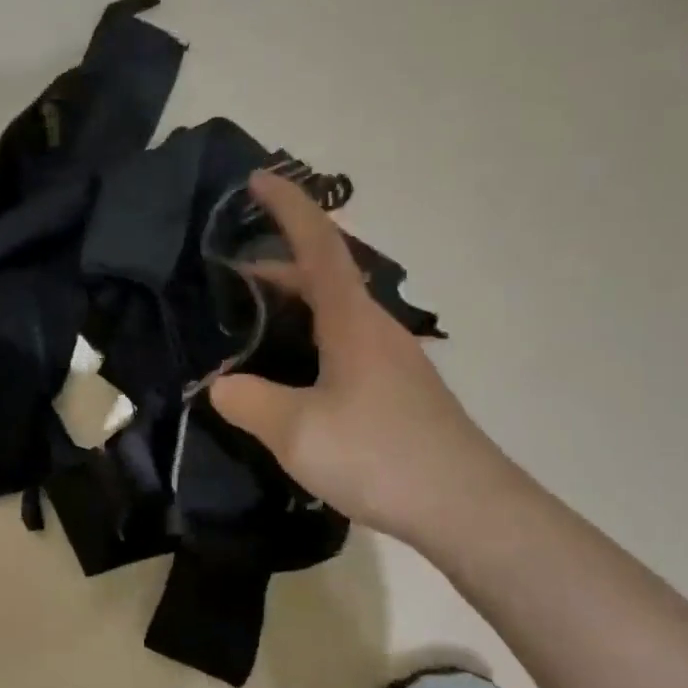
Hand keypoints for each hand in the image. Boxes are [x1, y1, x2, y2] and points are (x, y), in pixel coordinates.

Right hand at [208, 171, 504, 544]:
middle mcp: (375, 328)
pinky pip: (343, 342)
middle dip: (278, 262)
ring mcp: (391, 359)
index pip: (319, 244)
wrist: (468, 508)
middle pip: (324, 275)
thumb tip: (219, 385)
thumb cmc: (379, 454)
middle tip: (231, 270)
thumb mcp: (295, 430)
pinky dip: (309, 336)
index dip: (288, 207)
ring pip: (334, 312)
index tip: (258, 179)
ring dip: (293, 303)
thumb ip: (248, 401)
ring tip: (252, 320)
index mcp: (352, 320)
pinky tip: (290, 374)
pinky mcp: (397, 390)